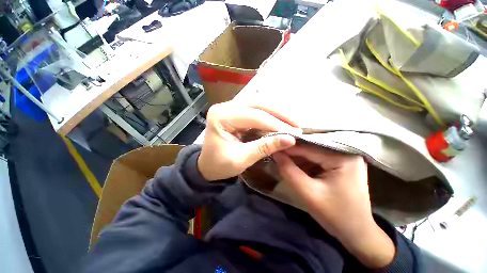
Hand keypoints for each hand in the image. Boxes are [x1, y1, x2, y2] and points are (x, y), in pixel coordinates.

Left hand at [198, 102, 300, 180]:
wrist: (207, 166)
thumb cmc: (219, 165)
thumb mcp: (241, 159)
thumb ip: (264, 147)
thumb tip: (290, 140)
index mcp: (221, 116)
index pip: (253, 116)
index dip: (275, 124)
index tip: (294, 132)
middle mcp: (225, 107)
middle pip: (257, 104)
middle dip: (279, 114)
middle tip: (297, 124)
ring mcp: (230, 108)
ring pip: (258, 104)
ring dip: (277, 112)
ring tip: (292, 122)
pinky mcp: (236, 112)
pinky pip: (256, 110)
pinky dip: (270, 115)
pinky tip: (281, 120)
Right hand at [273, 146, 394, 267]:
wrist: (356, 232)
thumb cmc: (335, 215)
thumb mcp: (308, 193)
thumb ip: (289, 171)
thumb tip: (275, 153)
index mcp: (344, 157)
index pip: (309, 148)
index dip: (288, 147)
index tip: (272, 147)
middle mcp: (346, 152)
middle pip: (312, 149)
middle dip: (292, 152)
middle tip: (275, 153)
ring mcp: (345, 157)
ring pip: (313, 153)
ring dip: (297, 158)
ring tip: (282, 160)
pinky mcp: (340, 164)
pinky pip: (317, 159)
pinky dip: (305, 163)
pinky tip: (294, 166)